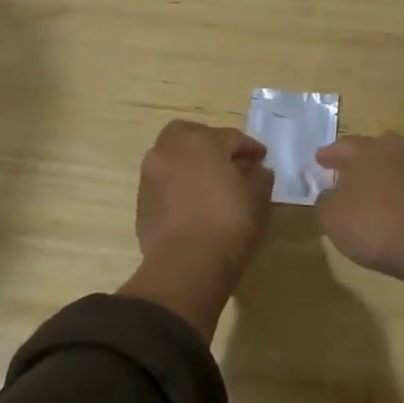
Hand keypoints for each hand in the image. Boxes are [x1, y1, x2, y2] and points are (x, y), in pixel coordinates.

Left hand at [121, 121, 272, 338]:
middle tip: (229, 162)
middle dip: (210, 145)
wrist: (186, 265)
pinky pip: (165, 184)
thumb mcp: (258, 198)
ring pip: (173, 159)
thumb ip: (259, 177)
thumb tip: (256, 171)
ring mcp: (150, 176)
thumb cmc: (229, 223)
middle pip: (191, 137)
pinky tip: (194, 204)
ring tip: (211, 185)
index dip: (249, 148)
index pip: (231, 137)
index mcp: (200, 141)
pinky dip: (179, 186)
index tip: (261, 159)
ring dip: (191, 165)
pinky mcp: (142, 202)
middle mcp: (169, 150)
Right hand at [313, 133, 403, 284]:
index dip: (328, 154)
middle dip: (359, 158)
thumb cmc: (375, 226)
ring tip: (372, 188)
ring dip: (383, 173)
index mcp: (366, 150)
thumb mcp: (332, 218)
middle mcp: (396, 149)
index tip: (320, 159)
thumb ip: (325, 200)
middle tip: (347, 170)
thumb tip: (331, 193)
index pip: (342, 146)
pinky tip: (395, 203)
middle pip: (373, 148)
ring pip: (395, 163)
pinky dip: (401, 189)